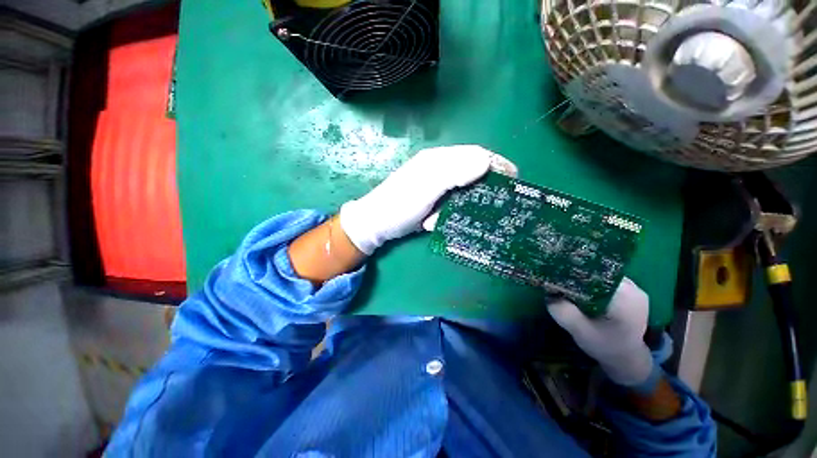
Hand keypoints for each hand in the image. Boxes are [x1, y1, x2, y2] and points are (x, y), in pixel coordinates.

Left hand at [339, 145, 492, 254]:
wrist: (376, 223)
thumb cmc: (400, 204)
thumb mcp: (426, 187)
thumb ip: (452, 173)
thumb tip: (485, 161)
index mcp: (438, 160)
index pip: (474, 154)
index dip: (495, 164)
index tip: (513, 178)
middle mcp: (438, 169)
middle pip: (471, 172)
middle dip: (483, 187)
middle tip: (495, 204)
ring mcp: (435, 186)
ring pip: (462, 190)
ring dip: (463, 205)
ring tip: (456, 217)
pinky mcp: (432, 200)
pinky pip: (450, 203)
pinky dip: (449, 213)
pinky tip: (437, 221)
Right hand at [547, 278, 653, 386]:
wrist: (628, 360)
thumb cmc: (605, 346)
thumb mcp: (579, 330)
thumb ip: (562, 311)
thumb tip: (547, 291)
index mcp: (624, 296)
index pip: (593, 274)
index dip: (572, 273)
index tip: (554, 276)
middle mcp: (633, 288)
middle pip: (597, 273)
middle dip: (576, 276)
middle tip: (557, 280)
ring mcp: (634, 290)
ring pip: (601, 276)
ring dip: (583, 280)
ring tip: (567, 285)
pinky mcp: (631, 293)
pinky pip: (607, 281)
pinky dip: (592, 284)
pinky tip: (581, 291)